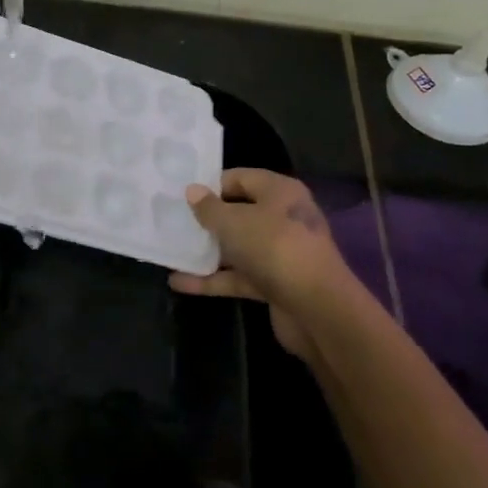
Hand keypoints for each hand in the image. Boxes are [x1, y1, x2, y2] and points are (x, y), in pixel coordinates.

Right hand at [168, 169, 356, 356]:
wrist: (317, 309)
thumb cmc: (274, 248)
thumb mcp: (234, 222)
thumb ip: (209, 208)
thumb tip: (192, 191)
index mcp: (279, 192)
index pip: (240, 178)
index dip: (211, 185)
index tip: (182, 195)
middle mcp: (282, 218)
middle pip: (238, 213)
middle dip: (207, 220)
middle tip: (172, 221)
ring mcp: (279, 253)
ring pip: (237, 247)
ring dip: (207, 251)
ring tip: (170, 250)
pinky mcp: (274, 284)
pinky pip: (237, 276)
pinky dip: (212, 280)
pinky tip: (179, 283)